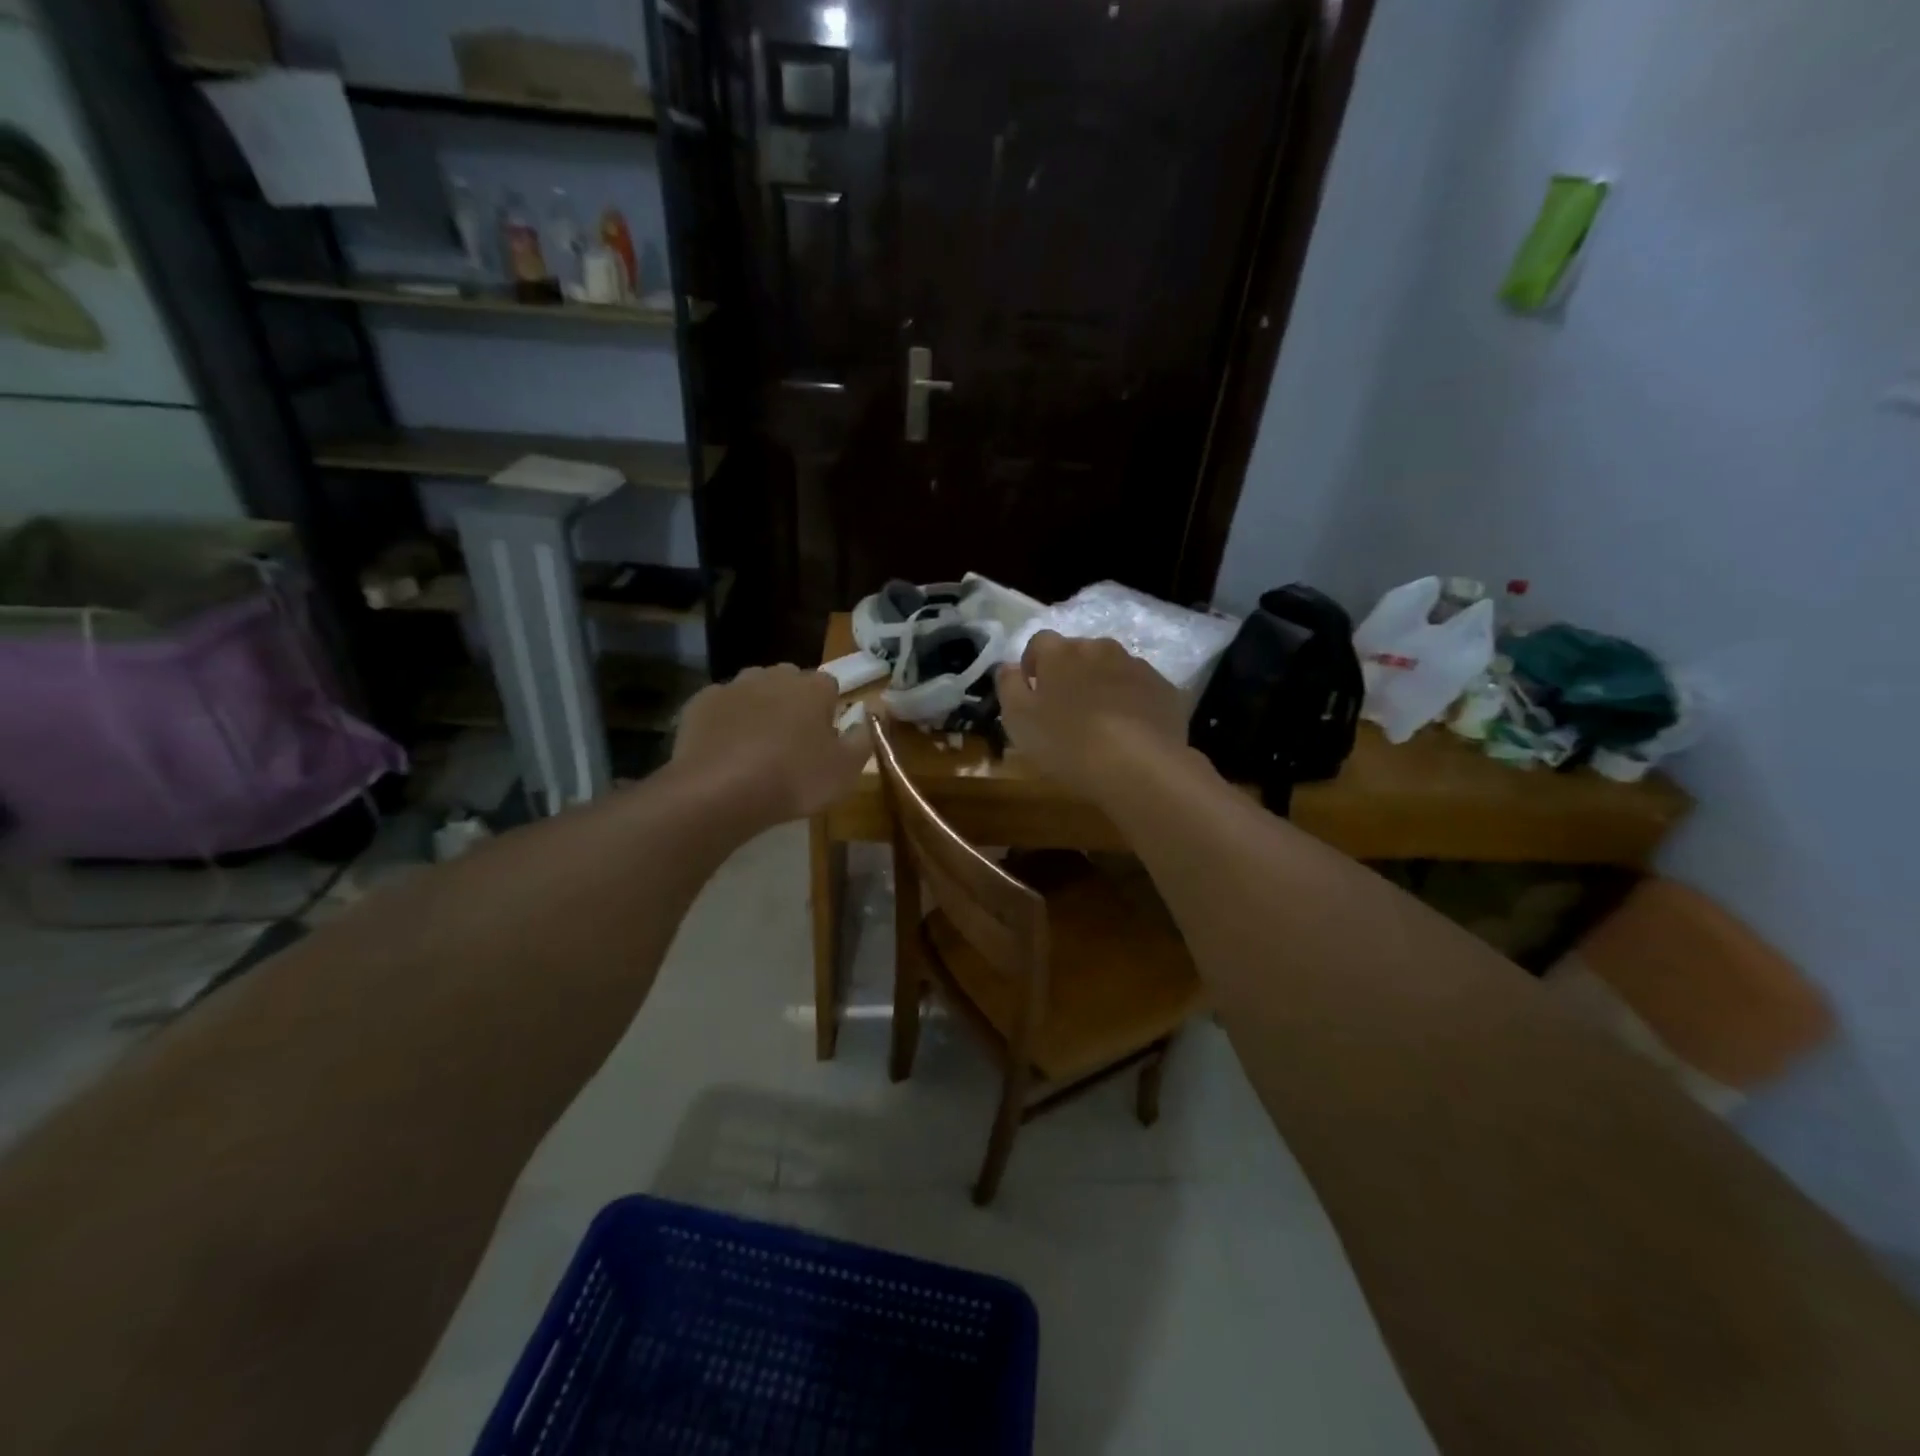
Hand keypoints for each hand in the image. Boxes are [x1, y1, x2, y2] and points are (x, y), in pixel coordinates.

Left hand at [672, 664, 871, 823]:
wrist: (719, 792)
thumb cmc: (793, 780)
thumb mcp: (846, 769)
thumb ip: (865, 736)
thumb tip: (877, 708)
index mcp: (813, 688)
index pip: (829, 685)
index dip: (828, 709)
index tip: (825, 736)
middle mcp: (773, 676)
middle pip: (790, 681)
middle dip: (793, 702)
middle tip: (792, 741)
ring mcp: (733, 686)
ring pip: (753, 689)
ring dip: (759, 708)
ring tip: (756, 746)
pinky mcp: (700, 703)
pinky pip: (721, 706)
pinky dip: (726, 721)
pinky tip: (725, 749)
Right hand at [996, 631, 1190, 798]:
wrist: (1139, 765)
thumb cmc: (1068, 741)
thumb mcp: (1018, 720)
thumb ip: (1008, 686)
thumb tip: (1008, 666)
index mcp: (1060, 652)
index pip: (1039, 642)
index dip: (1033, 664)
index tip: (1032, 690)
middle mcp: (1100, 648)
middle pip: (1079, 652)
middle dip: (1070, 673)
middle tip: (1065, 709)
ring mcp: (1136, 666)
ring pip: (1112, 668)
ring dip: (1102, 685)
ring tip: (1100, 721)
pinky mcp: (1165, 689)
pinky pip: (1140, 689)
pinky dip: (1131, 701)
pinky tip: (1129, 731)